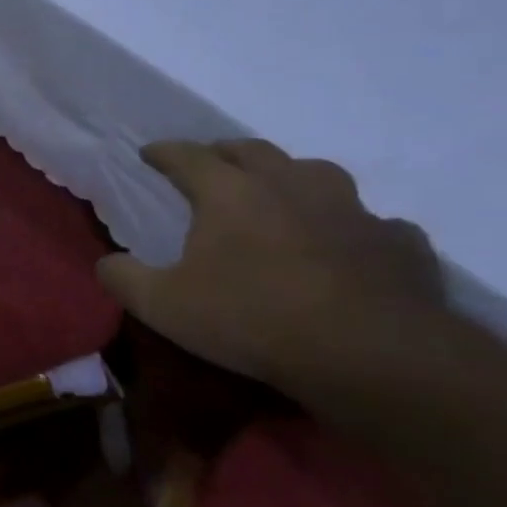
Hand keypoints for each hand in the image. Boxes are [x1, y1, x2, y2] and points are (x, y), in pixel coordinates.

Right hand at [97, 140, 443, 391]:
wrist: (371, 356)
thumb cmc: (252, 319)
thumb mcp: (163, 306)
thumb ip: (124, 279)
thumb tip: (107, 263)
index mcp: (230, 192)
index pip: (187, 156)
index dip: (164, 152)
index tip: (148, 154)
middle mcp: (290, 185)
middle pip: (252, 151)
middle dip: (225, 153)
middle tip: (211, 164)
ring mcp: (352, 210)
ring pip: (317, 174)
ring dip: (292, 177)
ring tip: (280, 194)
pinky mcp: (399, 243)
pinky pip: (373, 223)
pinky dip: (352, 227)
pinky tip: (348, 246)